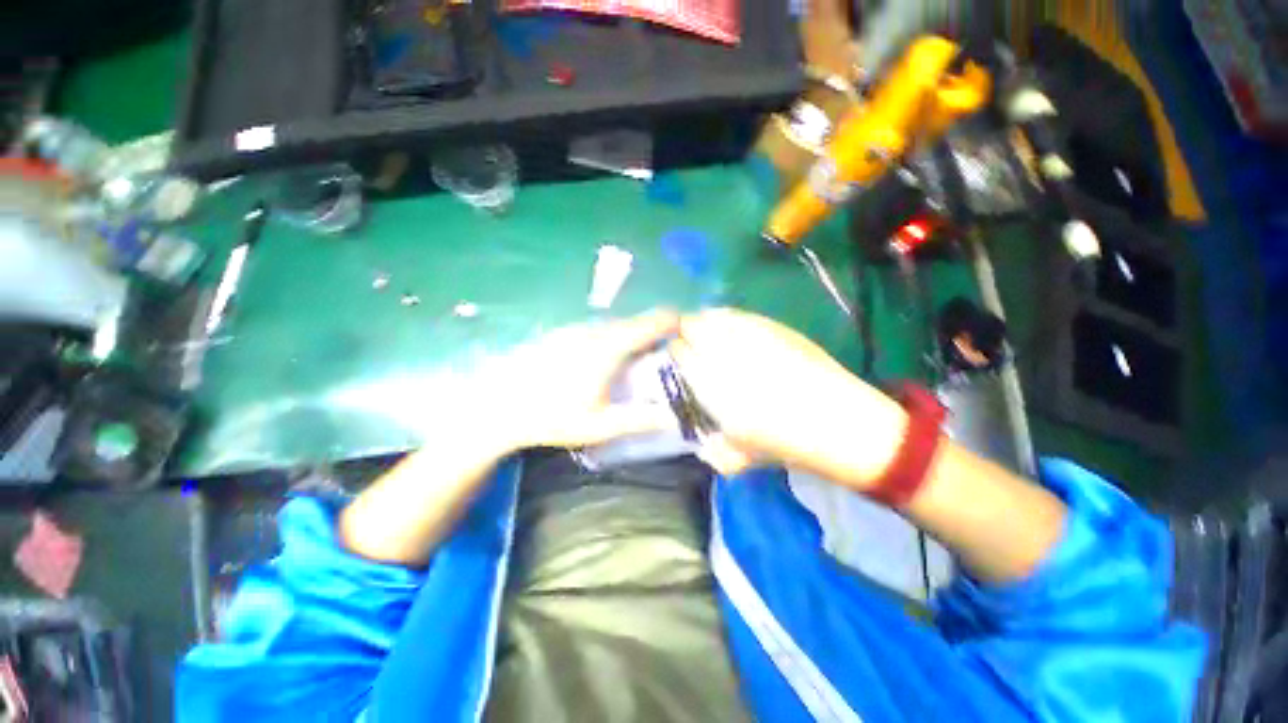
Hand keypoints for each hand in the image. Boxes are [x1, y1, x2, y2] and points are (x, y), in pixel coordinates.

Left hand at [488, 310, 681, 450]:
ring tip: (636, 360)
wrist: (499, 407)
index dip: (673, 322)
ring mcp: (575, 329)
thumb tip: (674, 416)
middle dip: (653, 333)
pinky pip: (596, 330)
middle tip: (665, 354)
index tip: (688, 331)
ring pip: (614, 326)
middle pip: (634, 323)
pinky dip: (610, 339)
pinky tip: (602, 362)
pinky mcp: (561, 333)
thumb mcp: (600, 426)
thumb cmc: (552, 417)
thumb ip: (640, 420)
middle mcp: (594, 330)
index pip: (651, 323)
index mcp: (609, 347)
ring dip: (630, 337)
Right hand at [671, 309, 906, 484]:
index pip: (679, 353)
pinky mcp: (775, 328)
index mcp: (713, 386)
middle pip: (692, 327)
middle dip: (685, 335)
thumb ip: (709, 448)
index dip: (674, 353)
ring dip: (705, 323)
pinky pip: (740, 315)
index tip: (676, 359)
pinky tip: (732, 329)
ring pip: (714, 316)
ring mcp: (754, 337)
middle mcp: (728, 355)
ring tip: (708, 335)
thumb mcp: (738, 457)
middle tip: (690, 346)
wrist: (841, 424)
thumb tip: (696, 437)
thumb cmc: (787, 444)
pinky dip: (728, 318)